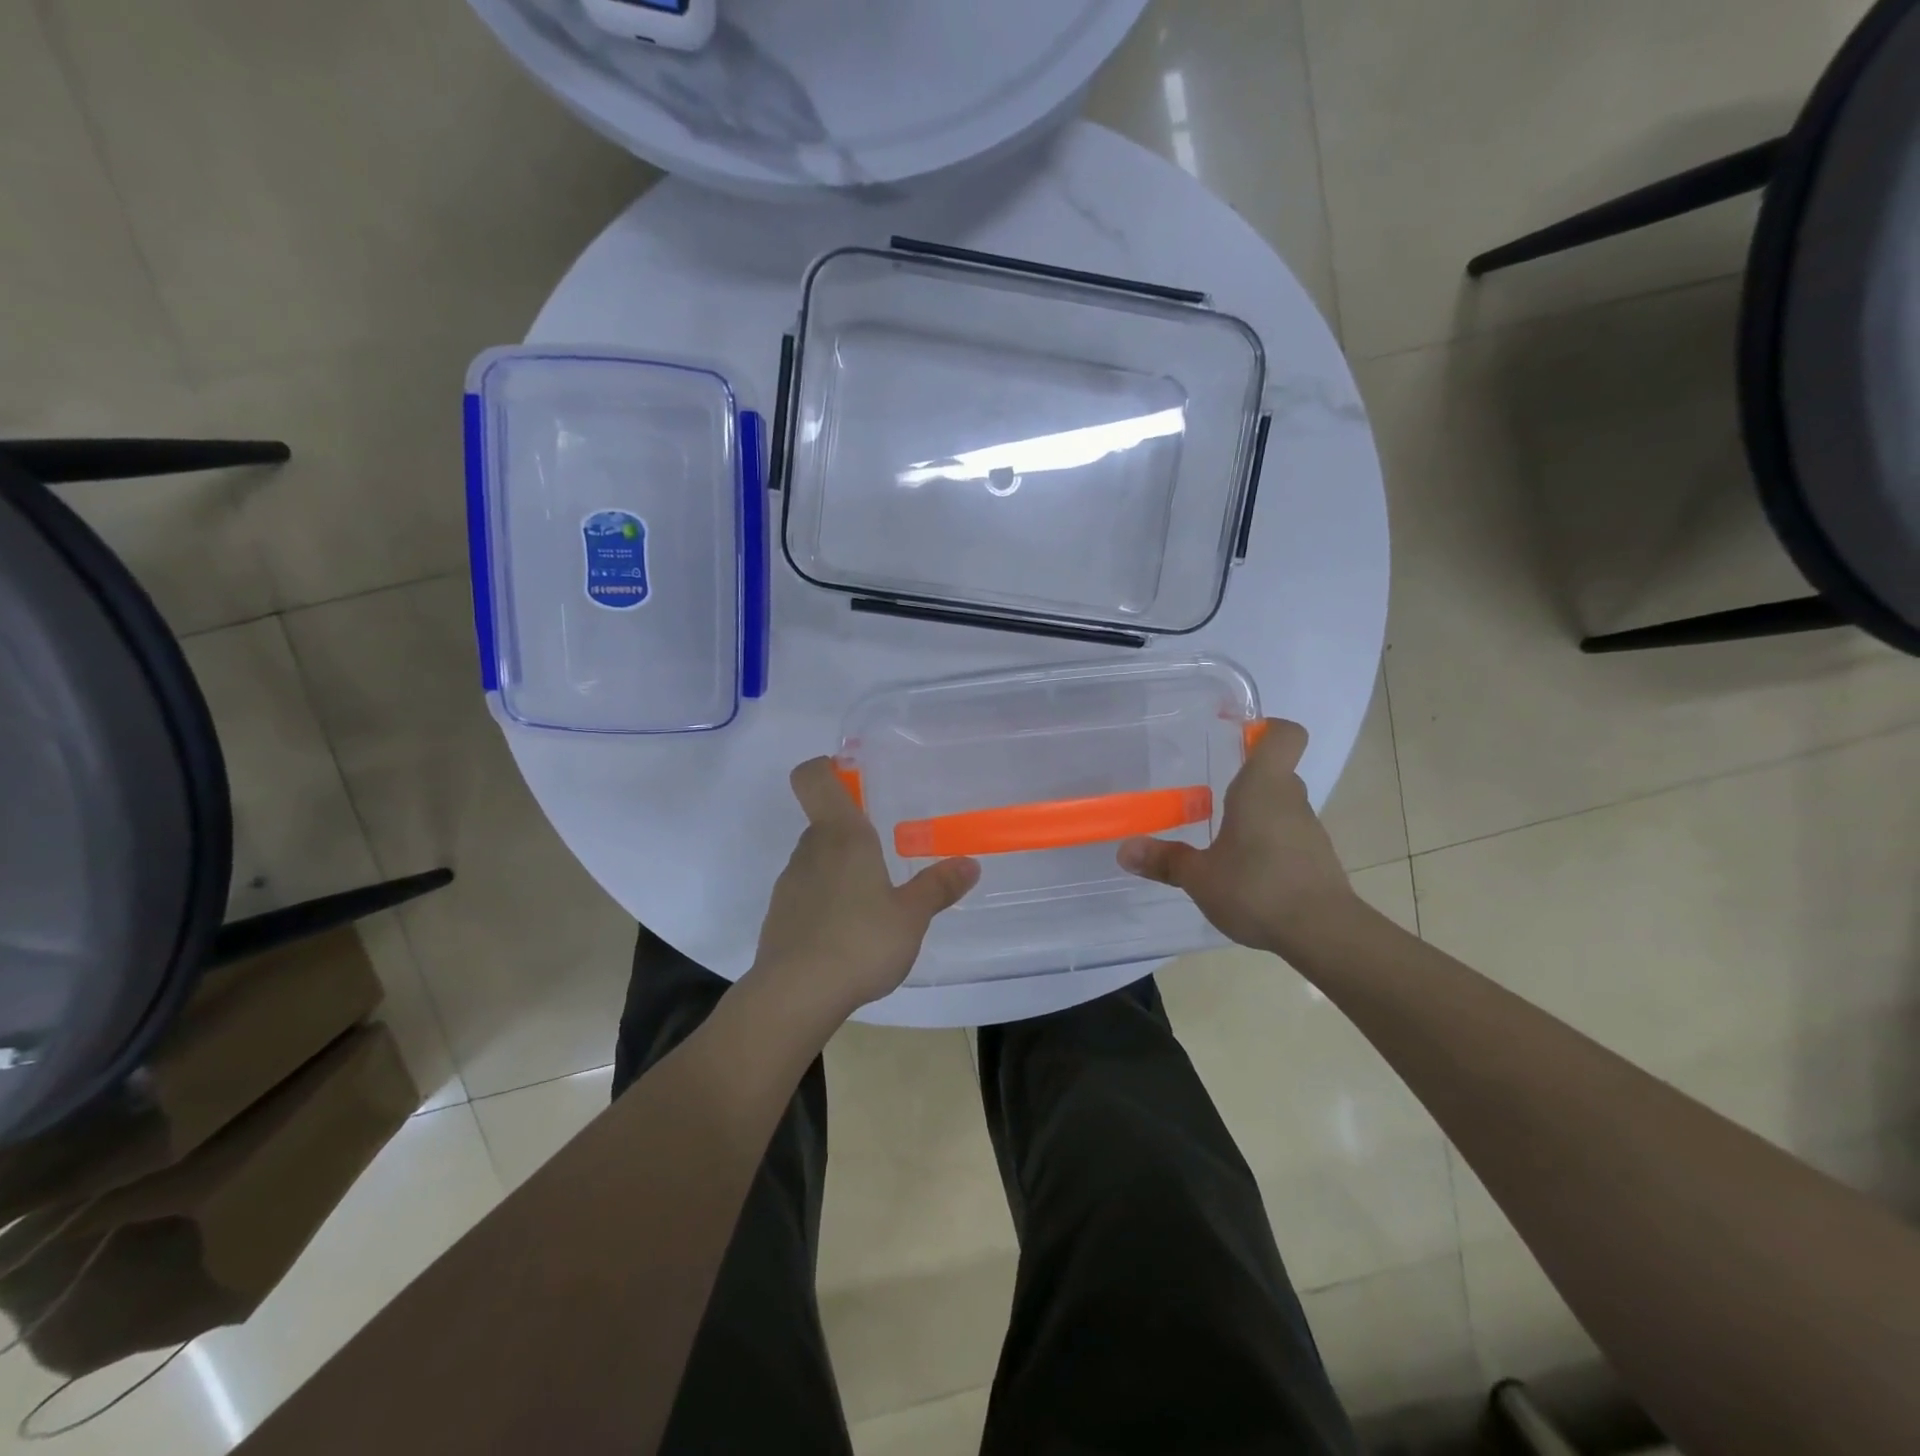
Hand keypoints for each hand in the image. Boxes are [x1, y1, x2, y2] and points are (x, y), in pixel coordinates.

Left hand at [752, 758, 980, 1016]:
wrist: (795, 996)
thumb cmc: (859, 942)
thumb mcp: (911, 917)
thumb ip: (938, 887)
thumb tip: (970, 864)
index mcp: (842, 836)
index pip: (814, 778)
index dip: (826, 767)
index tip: (851, 776)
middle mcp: (810, 850)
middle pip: (825, 822)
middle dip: (853, 832)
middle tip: (887, 854)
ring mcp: (790, 883)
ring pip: (817, 859)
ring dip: (842, 869)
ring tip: (873, 903)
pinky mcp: (779, 915)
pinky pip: (808, 892)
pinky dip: (827, 901)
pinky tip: (849, 933)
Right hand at [1117, 719, 1353, 956]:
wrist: (1324, 934)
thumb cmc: (1257, 888)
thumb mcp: (1199, 876)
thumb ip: (1164, 859)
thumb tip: (1125, 849)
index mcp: (1263, 787)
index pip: (1283, 735)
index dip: (1264, 728)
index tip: (1236, 737)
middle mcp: (1291, 800)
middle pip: (1275, 772)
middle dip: (1244, 780)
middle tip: (1207, 793)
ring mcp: (1309, 830)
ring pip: (1280, 806)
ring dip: (1254, 815)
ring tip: (1219, 838)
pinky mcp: (1316, 859)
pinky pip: (1287, 836)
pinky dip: (1267, 844)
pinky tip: (1244, 871)